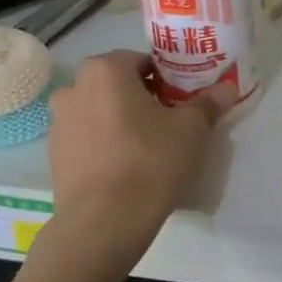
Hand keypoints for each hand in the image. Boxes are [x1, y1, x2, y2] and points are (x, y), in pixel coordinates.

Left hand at [45, 53, 231, 224]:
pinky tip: (125, 165)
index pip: (141, 60)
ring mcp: (59, 122)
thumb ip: (209, 103)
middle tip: (169, 120)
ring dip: (120, 119)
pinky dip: (104, 142)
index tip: (182, 98)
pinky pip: (86, 137)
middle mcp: (75, 88)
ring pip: (99, 110)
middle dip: (141, 96)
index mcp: (106, 71)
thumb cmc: (151, 161)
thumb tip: (227, 88)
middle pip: (116, 84)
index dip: (166, 77)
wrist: (104, 221)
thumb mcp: (192, 130)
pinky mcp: (54, 154)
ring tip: (147, 145)